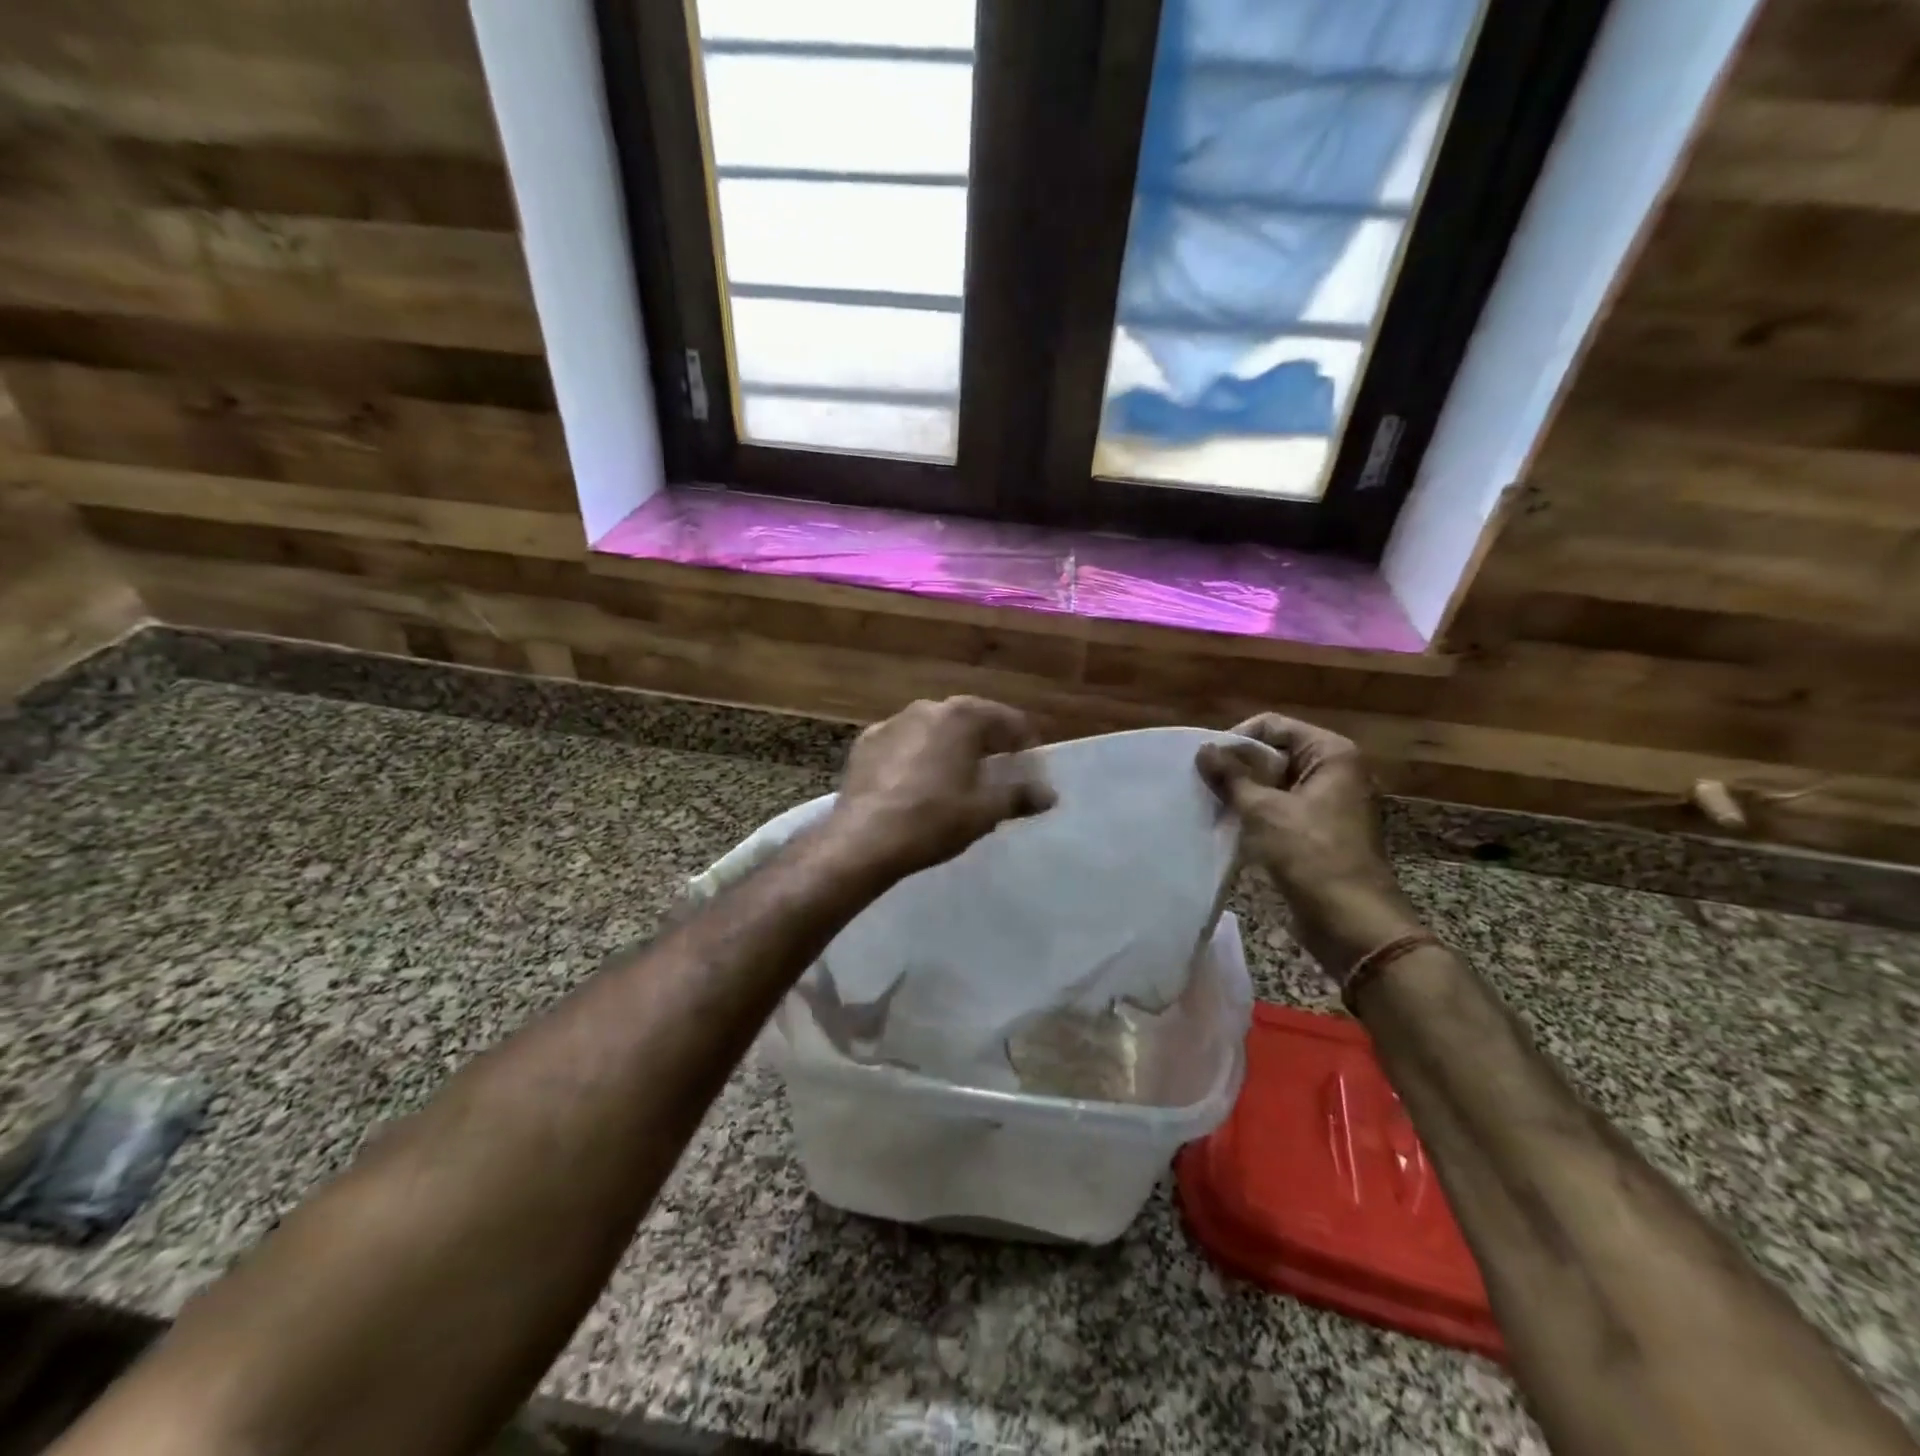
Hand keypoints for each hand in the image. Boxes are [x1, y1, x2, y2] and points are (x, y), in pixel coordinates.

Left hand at [827, 697, 1055, 879]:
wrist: (863, 839)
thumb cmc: (933, 820)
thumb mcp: (984, 811)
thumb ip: (1020, 796)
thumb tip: (1050, 794)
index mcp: (962, 717)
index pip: (1007, 719)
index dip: (1025, 741)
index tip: (1031, 764)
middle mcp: (927, 708)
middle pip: (970, 718)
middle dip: (988, 740)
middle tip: (1000, 767)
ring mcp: (892, 722)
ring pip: (934, 728)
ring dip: (951, 744)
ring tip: (959, 774)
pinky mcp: (866, 742)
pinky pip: (904, 742)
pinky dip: (918, 754)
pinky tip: (918, 780)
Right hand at [1197, 715, 1423, 975]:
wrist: (1353, 922)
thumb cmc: (1312, 856)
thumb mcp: (1264, 811)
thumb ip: (1231, 776)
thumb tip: (1203, 749)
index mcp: (1331, 754)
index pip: (1273, 726)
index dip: (1237, 739)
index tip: (1206, 762)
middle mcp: (1334, 771)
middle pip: (1275, 752)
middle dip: (1238, 767)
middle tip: (1202, 783)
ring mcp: (1328, 802)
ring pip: (1275, 783)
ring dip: (1243, 792)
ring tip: (1210, 803)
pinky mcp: (1319, 830)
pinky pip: (1281, 808)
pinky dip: (1256, 813)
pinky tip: (1229, 825)